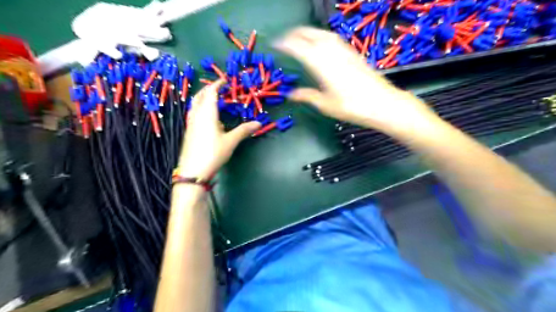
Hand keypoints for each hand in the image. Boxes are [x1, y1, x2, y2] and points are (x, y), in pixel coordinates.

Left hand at [179, 80, 262, 179]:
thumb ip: (244, 130)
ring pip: (195, 104)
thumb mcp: (231, 141)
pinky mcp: (189, 131)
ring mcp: (191, 123)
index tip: (225, 80)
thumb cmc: (213, 153)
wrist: (193, 170)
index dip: (217, 84)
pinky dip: (201, 108)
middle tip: (219, 88)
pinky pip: (194, 113)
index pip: (210, 92)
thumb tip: (258, 123)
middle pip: (200, 96)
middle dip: (209, 89)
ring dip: (203, 98)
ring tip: (214, 101)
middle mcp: (196, 115)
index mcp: (207, 113)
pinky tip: (209, 118)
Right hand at [274, 26, 438, 136]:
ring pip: (322, 33)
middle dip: (294, 34)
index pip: (298, 47)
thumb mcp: (325, 104)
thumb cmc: (352, 106)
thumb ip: (307, 96)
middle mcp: (331, 51)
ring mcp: (344, 50)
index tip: (275, 44)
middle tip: (285, 39)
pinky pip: (333, 38)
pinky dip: (321, 36)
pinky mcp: (353, 52)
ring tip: (300, 37)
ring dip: (308, 32)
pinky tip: (321, 43)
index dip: (284, 44)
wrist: (382, 103)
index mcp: (320, 64)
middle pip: (309, 34)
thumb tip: (290, 95)